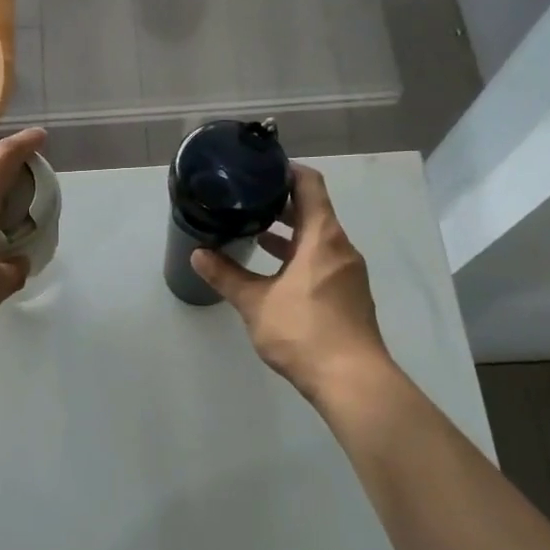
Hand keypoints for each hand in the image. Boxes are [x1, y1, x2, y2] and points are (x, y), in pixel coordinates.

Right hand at [193, 165, 391, 406]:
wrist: (351, 381)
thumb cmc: (304, 332)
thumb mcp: (255, 302)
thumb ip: (226, 275)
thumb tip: (198, 254)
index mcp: (323, 238)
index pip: (310, 186)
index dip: (288, 171)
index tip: (261, 169)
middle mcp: (341, 248)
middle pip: (315, 211)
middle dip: (282, 204)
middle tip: (248, 199)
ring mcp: (348, 273)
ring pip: (318, 239)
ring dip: (290, 233)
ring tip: (255, 231)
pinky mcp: (348, 296)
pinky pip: (322, 261)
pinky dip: (299, 256)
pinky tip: (274, 272)